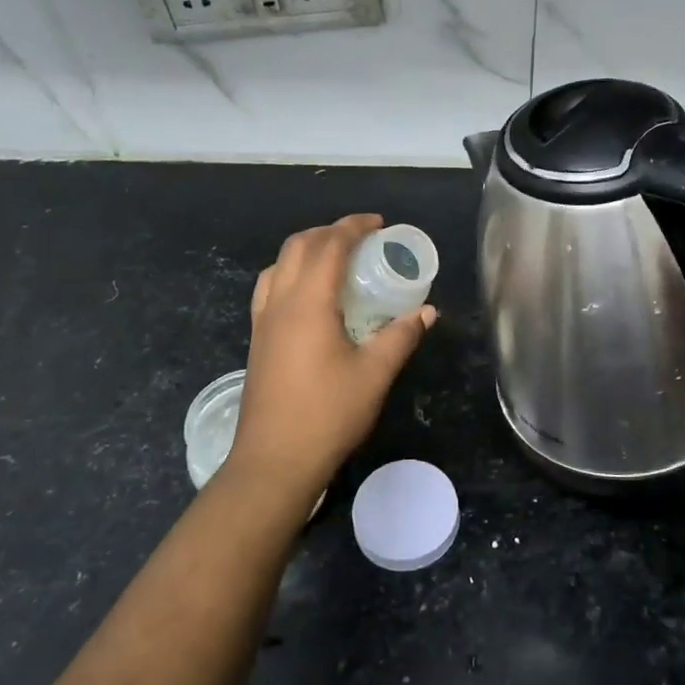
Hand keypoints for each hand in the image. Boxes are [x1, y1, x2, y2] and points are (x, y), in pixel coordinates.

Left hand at [225, 215, 435, 498]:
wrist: (274, 461)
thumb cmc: (328, 414)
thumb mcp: (375, 374)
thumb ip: (401, 336)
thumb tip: (427, 312)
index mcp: (308, 303)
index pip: (329, 246)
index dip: (354, 227)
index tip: (379, 224)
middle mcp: (279, 302)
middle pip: (298, 246)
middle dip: (329, 232)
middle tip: (362, 239)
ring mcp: (262, 321)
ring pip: (278, 265)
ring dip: (306, 250)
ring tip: (336, 261)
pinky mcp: (258, 340)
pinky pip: (270, 288)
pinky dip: (291, 273)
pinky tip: (311, 296)